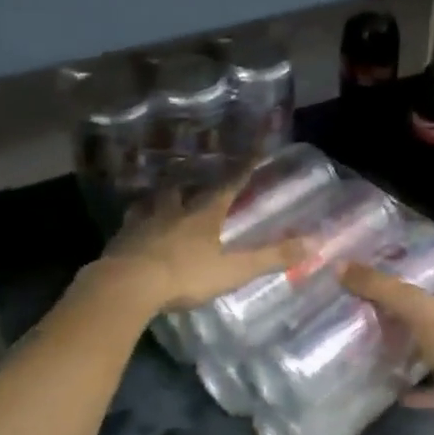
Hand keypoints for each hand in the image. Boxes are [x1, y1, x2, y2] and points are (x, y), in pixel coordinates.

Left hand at [94, 182, 309, 314]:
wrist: (128, 284)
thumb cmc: (185, 274)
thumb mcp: (234, 270)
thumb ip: (271, 258)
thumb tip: (313, 243)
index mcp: (203, 215)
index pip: (229, 185)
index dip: (244, 168)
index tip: (255, 150)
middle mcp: (173, 211)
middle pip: (182, 188)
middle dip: (189, 182)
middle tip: (192, 179)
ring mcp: (143, 223)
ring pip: (152, 202)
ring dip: (158, 199)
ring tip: (159, 200)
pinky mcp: (120, 240)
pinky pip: (129, 225)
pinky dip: (134, 224)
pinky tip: (132, 231)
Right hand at [340, 253, 433, 432]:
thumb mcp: (420, 310)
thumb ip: (383, 289)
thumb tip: (341, 266)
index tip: (432, 245)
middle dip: (423, 295)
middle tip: (387, 285)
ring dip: (415, 340)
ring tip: (380, 329)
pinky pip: (432, 384)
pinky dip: (414, 386)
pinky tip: (389, 383)